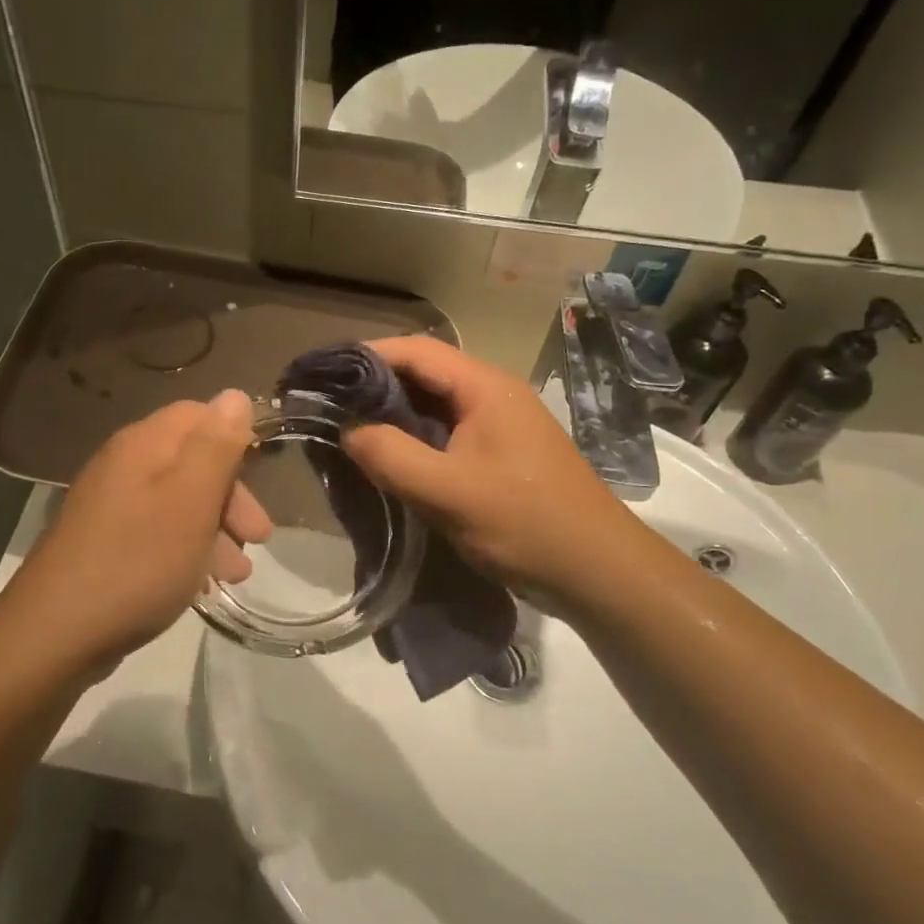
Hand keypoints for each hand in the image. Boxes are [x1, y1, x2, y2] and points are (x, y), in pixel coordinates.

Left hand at [0, 392, 271, 672]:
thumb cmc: (138, 561)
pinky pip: (159, 532)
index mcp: (143, 444)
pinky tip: (204, 583)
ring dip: (216, 529)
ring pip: (179, 502)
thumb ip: (216, 446)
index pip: (198, 414)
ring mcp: (111, 505)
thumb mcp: (191, 500)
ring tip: (238, 572)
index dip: (235, 439)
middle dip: (232, 495)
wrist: (57, 633)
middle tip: (258, 535)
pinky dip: (188, 550)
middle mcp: (124, 465)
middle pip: (191, 461)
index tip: (263, 475)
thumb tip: (236, 395)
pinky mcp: (106, 543)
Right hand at [340, 337, 637, 600]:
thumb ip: (390, 456)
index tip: (324, 374)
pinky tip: (389, 459)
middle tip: (328, 405)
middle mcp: (492, 395)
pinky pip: (447, 433)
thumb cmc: (525, 524)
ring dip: (393, 414)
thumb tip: (347, 430)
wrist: (600, 573)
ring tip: (348, 430)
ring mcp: (499, 426)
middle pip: (424, 373)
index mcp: (485, 388)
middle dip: (375, 385)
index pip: (416, 350)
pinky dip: (414, 438)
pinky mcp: (500, 455)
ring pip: (434, 405)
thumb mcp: (447, 492)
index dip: (367, 356)